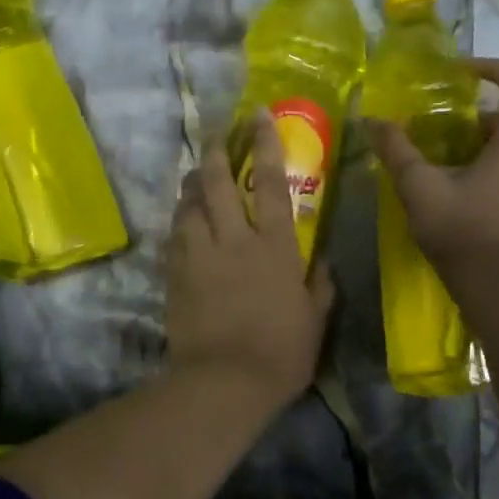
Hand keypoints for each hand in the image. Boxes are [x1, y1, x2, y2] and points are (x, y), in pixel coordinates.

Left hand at [166, 114, 335, 408]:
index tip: (258, 115)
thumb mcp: (315, 320)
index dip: (264, 144)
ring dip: (191, 184)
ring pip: (189, 205)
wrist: (224, 383)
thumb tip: (323, 262)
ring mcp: (199, 256)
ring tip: (195, 173)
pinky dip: (179, 220)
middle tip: (215, 132)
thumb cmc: (281, 353)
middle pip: (216, 183)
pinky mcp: (175, 275)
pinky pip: (175, 236)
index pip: (269, 183)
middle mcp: (234, 241)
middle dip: (215, 151)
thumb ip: (321, 286)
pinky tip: (181, 217)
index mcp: (274, 247)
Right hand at [366, 57, 498, 264]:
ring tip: (456, 166)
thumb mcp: (421, 187)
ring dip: (493, 146)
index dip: (490, 68)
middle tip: (446, 134)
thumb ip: (397, 150)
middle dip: (482, 118)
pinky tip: (476, 196)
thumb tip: (372, 121)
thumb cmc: (463, 228)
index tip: (460, 73)